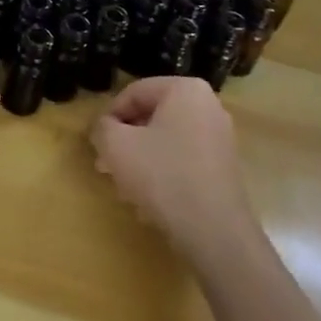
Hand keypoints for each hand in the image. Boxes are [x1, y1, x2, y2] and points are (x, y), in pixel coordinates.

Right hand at [91, 78, 255, 268]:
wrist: (213, 230)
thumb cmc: (163, 176)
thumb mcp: (117, 146)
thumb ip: (102, 128)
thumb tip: (104, 127)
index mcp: (185, 89)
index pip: (134, 92)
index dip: (109, 116)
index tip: (97, 143)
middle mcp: (208, 105)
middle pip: (151, 116)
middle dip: (125, 141)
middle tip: (105, 166)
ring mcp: (219, 136)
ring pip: (166, 140)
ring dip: (140, 159)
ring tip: (123, 186)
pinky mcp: (223, 166)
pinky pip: (183, 159)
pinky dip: (163, 172)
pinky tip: (149, 200)